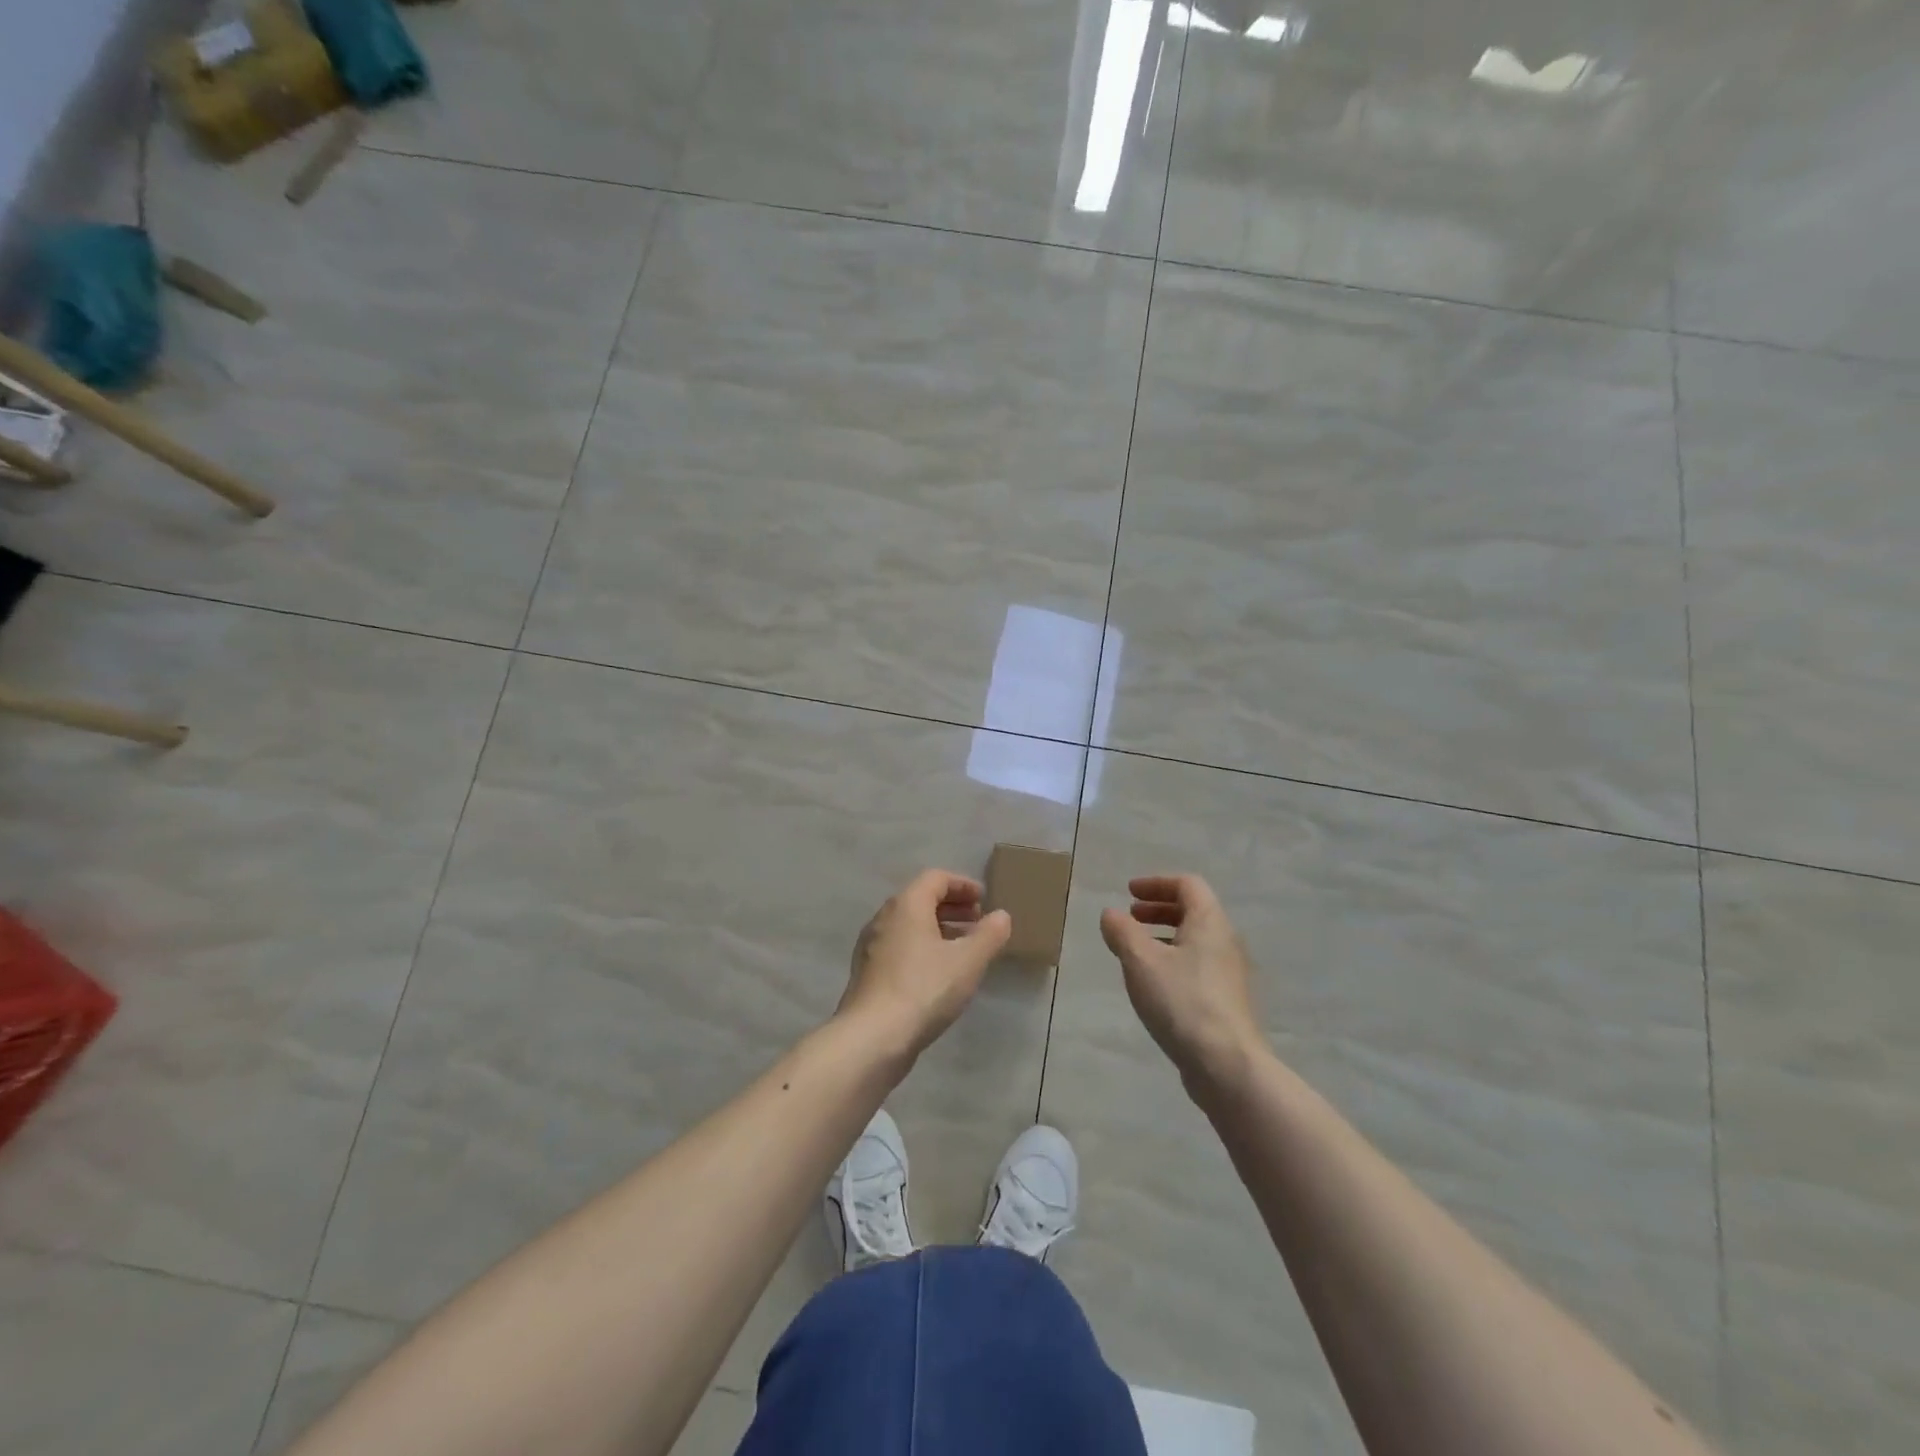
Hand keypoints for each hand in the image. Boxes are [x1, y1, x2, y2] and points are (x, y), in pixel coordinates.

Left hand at [838, 869, 1012, 1059]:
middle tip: (978, 920)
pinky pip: (900, 947)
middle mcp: (884, 918)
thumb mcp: (968, 961)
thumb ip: (989, 935)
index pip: (935, 878)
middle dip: (952, 906)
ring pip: (909, 925)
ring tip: (963, 948)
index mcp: (907, 905)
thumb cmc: (924, 989)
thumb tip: (1001, 915)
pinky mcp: (868, 972)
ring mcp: (871, 946)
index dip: (962, 884)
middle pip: (920, 899)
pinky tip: (939, 973)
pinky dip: (923, 948)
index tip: (984, 899)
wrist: (872, 1037)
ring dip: (938, 928)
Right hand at [1099, 874, 1265, 1090]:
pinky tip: (1153, 982)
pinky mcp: (1225, 1000)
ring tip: (1135, 949)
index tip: (1129, 893)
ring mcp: (1229, 973)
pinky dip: (1172, 959)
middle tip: (1130, 917)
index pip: (1187, 885)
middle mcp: (1225, 941)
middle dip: (1159, 908)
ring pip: (1194, 940)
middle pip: (1193, 910)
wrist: (1227, 1065)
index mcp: (1209, 922)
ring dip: (1164, 935)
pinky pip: (1196, 964)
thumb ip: (1122, 932)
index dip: (1156, 883)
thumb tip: (1111, 914)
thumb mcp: (1141, 961)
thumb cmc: (1182, 1001)